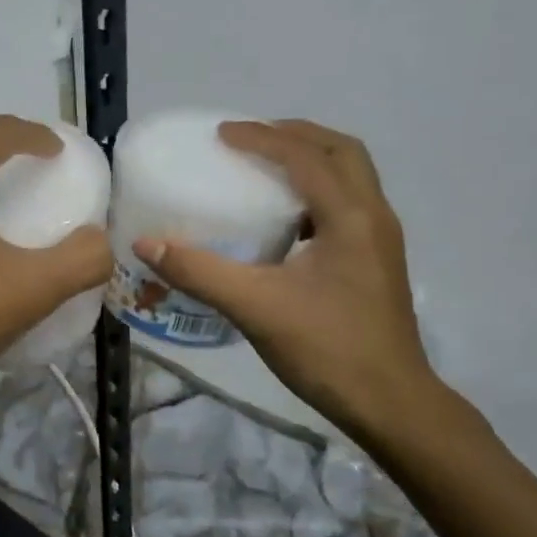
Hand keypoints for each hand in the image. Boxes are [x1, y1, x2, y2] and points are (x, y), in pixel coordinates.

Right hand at [137, 120, 437, 443]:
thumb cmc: (327, 349)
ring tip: (265, 165)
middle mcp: (373, 217)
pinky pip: (347, 203)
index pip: (306, 157)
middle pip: (342, 151)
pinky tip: (284, 217)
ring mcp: (380, 240)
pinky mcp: (375, 261)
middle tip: (251, 138)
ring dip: (311, 159)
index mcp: (351, 217)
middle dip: (296, 135)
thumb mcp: (255, 307)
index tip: (221, 133)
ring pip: (350, 176)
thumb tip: (145, 243)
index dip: (262, 138)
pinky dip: (316, 190)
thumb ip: (199, 271)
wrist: (391, 404)